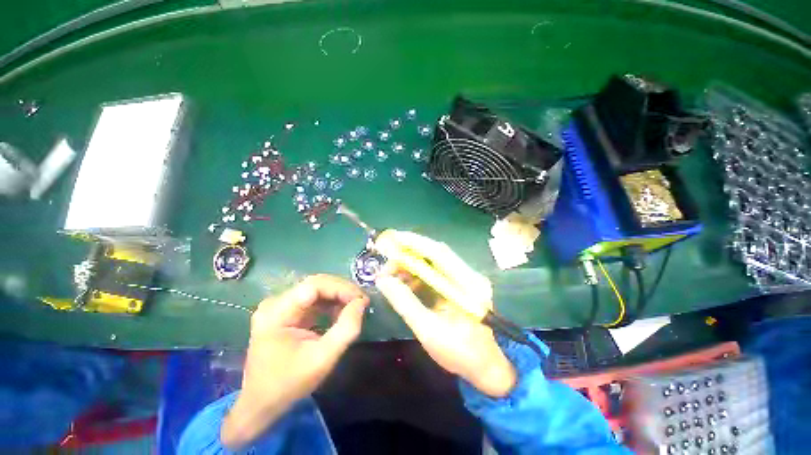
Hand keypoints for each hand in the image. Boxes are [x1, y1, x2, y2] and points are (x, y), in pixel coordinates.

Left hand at [221, 275, 368, 448]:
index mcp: (276, 312)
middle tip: (362, 302)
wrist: (262, 403)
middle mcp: (275, 302)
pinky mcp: (287, 312)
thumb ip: (346, 329)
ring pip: (317, 289)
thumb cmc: (290, 384)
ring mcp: (280, 306)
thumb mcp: (323, 358)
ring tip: (355, 307)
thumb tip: (362, 302)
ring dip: (338, 296)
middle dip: (342, 291)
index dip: (341, 288)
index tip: (361, 300)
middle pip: (316, 284)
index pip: (314, 285)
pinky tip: (341, 313)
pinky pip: (314, 299)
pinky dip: (331, 303)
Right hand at [374, 231, 515, 397]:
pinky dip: (418, 274)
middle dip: (408, 254)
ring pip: (434, 262)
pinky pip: (435, 273)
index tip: (392, 239)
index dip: (414, 243)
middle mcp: (468, 275)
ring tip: (392, 274)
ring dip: (411, 265)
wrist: (485, 367)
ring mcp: (465, 279)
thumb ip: (405, 303)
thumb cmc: (460, 353)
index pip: (438, 253)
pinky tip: (405, 282)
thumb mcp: (428, 330)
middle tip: (387, 262)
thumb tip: (383, 280)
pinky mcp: (459, 284)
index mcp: (467, 285)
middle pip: (435, 254)